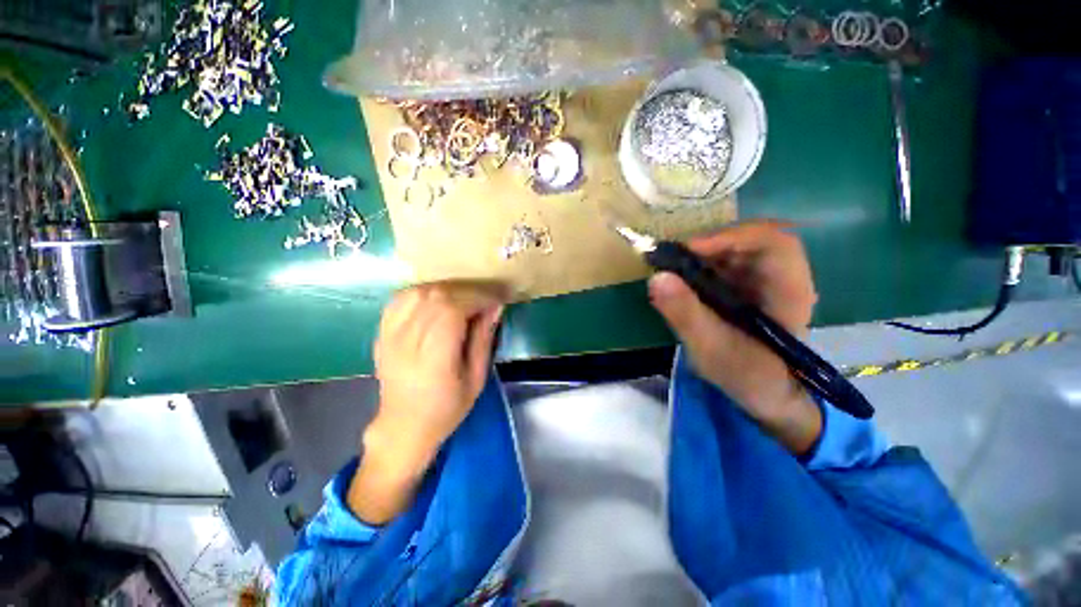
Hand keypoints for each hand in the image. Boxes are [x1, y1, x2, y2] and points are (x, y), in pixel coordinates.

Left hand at [349, 282, 504, 522]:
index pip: (452, 309)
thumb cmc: (447, 408)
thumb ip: (484, 339)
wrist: (404, 425)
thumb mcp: (476, 378)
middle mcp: (407, 341)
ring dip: (447, 289)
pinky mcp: (382, 331)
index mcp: (433, 357)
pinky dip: (424, 292)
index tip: (498, 298)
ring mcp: (390, 334)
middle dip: (467, 291)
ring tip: (465, 298)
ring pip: (419, 292)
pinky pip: (402, 298)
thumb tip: (495, 307)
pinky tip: (438, 299)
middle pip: (436, 296)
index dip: (478, 297)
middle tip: (486, 297)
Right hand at [648, 220, 822, 454]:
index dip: (730, 237)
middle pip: (748, 239)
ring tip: (670, 268)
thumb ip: (685, 314)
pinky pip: (722, 263)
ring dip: (700, 254)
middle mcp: (780, 276)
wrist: (765, 393)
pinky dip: (698, 265)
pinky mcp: (746, 286)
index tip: (688, 250)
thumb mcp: (711, 348)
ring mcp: (763, 279)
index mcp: (788, 290)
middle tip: (671, 258)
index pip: (771, 242)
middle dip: (707, 244)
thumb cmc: (747, 376)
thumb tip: (656, 277)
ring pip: (733, 248)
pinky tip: (681, 280)